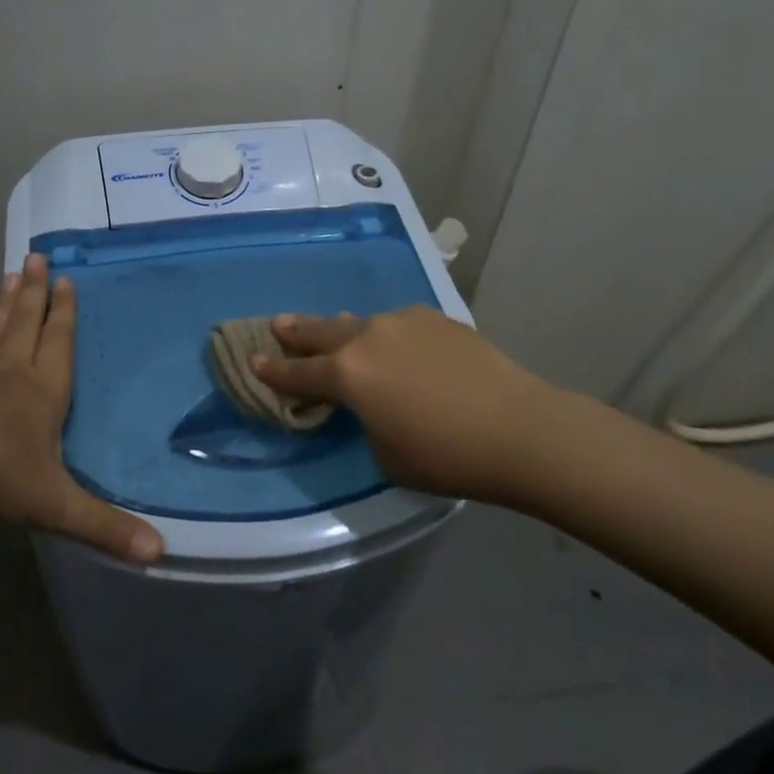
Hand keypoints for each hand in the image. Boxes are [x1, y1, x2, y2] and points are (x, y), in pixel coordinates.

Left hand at [0, 254, 163, 564]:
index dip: (65, 311)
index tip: (66, 279)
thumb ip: (105, 527)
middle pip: (26, 323)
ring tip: (9, 275)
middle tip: (35, 256)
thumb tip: (159, 554)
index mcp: (43, 392)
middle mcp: (13, 375)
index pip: (59, 341)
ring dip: (4, 304)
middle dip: (34, 292)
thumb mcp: (57, 505)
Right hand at [249, 306, 560, 506]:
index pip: (298, 373)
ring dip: (344, 331)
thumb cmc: (445, 455)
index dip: (273, 371)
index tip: (253, 361)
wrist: (519, 428)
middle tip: (278, 325)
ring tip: (335, 332)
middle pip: (321, 332)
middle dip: (296, 332)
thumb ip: (364, 422)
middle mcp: (368, 338)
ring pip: (361, 324)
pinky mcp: (436, 319)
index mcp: (347, 374)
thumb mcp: (385, 454)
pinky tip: (398, 347)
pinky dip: (388, 336)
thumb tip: (370, 404)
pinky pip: (399, 326)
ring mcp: (404, 322)